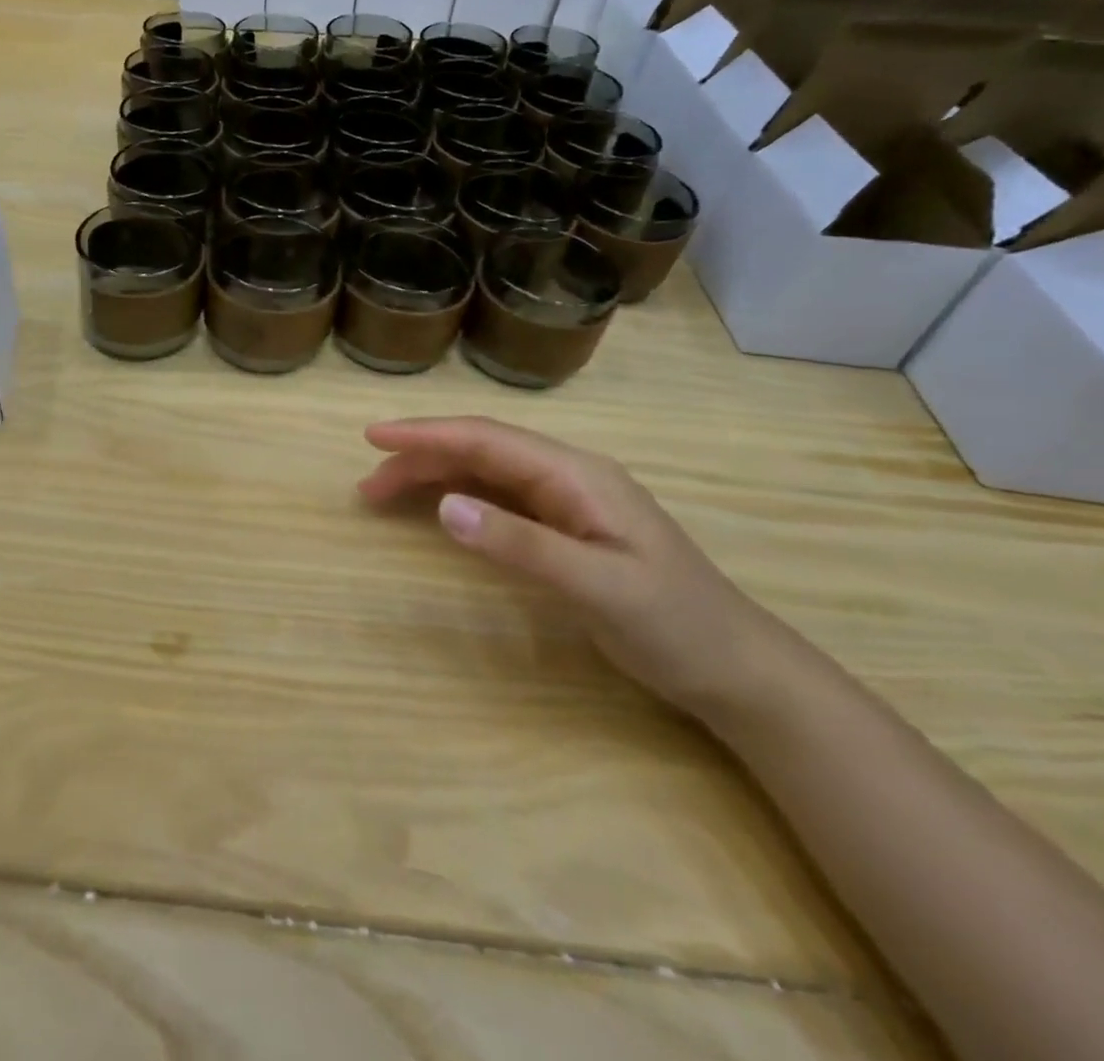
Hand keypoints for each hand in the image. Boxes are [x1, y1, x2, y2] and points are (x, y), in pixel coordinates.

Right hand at [359, 416, 799, 719]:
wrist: (737, 669)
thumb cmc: (674, 624)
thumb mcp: (597, 586)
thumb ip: (520, 543)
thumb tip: (444, 507)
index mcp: (576, 475)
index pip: (486, 440)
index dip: (426, 435)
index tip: (373, 437)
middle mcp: (566, 476)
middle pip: (478, 450)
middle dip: (419, 458)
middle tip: (367, 484)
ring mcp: (565, 501)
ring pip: (483, 471)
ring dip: (433, 476)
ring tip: (384, 493)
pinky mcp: (563, 527)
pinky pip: (497, 497)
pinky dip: (457, 496)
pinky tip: (434, 506)